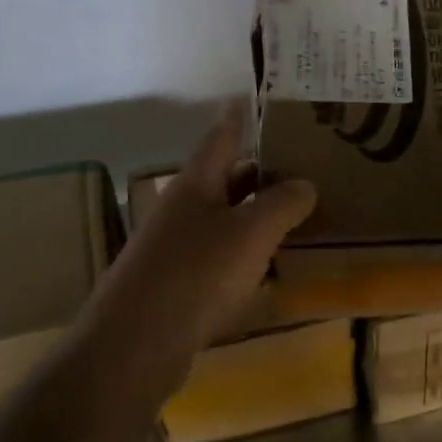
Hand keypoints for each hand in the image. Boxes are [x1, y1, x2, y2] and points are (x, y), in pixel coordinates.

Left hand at [84, 100, 316, 395]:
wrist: (137, 343)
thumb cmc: (197, 274)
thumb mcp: (251, 232)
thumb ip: (282, 204)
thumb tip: (305, 185)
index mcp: (195, 186)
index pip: (220, 139)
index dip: (236, 118)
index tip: (247, 97)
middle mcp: (182, 211)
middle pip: (224, 181)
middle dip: (258, 172)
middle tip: (299, 166)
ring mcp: (175, 250)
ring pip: (224, 222)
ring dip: (255, 217)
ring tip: (296, 215)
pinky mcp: (177, 286)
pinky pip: (219, 259)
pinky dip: (246, 256)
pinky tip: (271, 269)